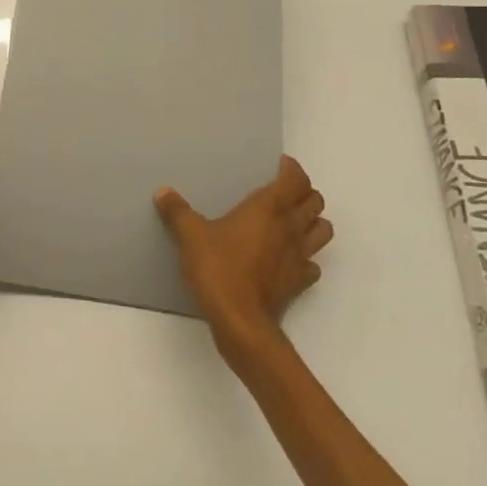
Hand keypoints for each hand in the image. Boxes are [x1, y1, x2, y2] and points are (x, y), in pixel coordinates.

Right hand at [155, 156, 332, 361]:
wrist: (241, 322)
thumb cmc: (218, 269)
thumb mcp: (190, 236)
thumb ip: (177, 212)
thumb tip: (163, 192)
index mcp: (267, 209)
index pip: (294, 180)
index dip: (292, 169)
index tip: (280, 164)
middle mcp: (289, 228)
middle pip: (314, 202)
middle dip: (304, 192)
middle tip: (285, 190)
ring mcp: (298, 257)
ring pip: (323, 231)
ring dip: (313, 221)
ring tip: (294, 220)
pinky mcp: (298, 283)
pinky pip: (312, 265)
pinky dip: (306, 257)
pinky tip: (289, 259)